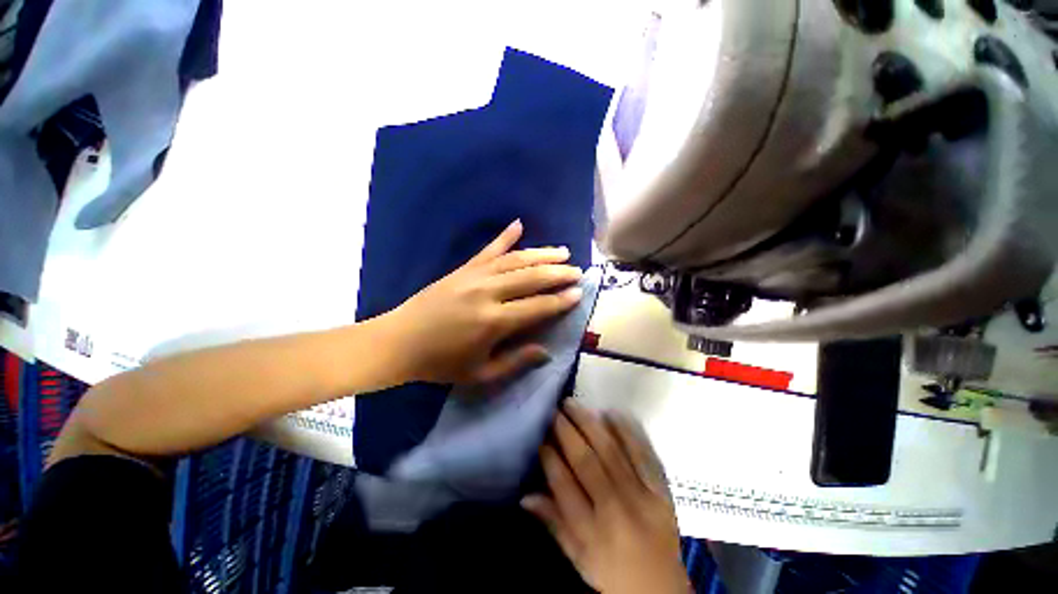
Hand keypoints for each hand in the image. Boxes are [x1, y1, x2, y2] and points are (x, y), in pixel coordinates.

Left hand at [384, 220, 582, 384]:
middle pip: (531, 277)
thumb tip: (546, 351)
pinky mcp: (463, 269)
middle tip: (576, 270)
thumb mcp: (480, 374)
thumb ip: (515, 362)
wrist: (399, 342)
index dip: (560, 300)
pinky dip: (504, 236)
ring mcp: (474, 276)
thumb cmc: (441, 363)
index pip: (537, 307)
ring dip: (541, 254)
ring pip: (515, 260)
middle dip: (557, 273)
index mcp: (494, 322)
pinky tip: (518, 224)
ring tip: (561, 251)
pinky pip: (488, 249)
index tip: (579, 292)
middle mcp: (488, 293)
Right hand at [523, 401, 689, 593]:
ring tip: (574, 405)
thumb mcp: (577, 558)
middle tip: (555, 410)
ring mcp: (642, 498)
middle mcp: (615, 511)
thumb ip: (553, 524)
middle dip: (567, 432)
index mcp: (591, 532)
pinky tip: (611, 413)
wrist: (662, 590)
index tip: (541, 437)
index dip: (550, 458)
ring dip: (590, 424)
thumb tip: (524, 495)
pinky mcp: (661, 491)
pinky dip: (626, 431)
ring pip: (611, 452)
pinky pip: (642, 454)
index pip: (564, 486)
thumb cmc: (612, 575)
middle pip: (587, 463)